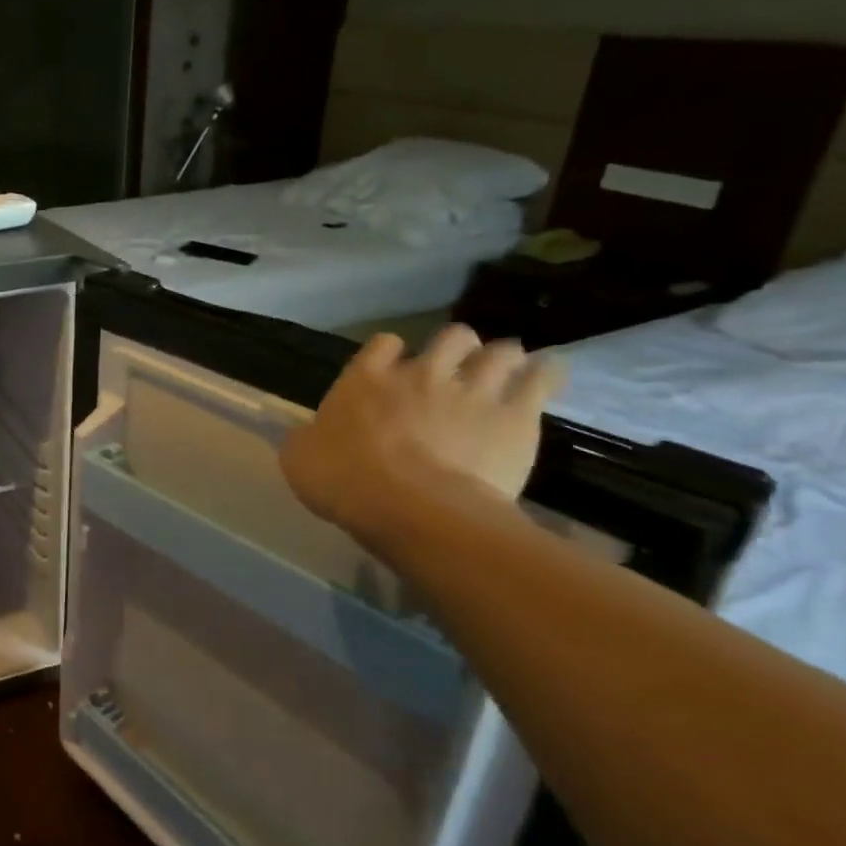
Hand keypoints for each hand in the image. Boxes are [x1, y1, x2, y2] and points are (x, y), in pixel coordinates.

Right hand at [279, 325, 564, 543]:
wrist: (412, 508)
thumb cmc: (344, 481)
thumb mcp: (300, 459)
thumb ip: (308, 437)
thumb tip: (309, 435)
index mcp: (365, 380)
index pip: (382, 344)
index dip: (389, 354)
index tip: (391, 370)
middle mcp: (420, 373)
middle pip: (450, 337)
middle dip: (456, 349)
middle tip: (455, 370)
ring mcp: (472, 389)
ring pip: (500, 351)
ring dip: (502, 358)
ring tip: (504, 373)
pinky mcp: (516, 414)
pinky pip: (542, 378)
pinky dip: (544, 374)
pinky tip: (545, 377)